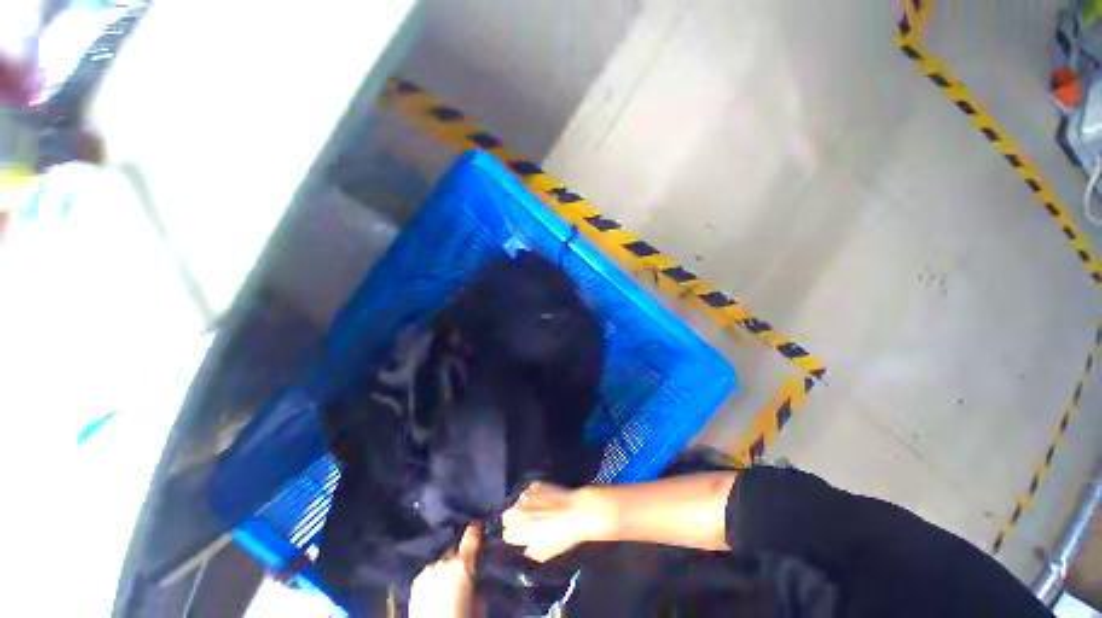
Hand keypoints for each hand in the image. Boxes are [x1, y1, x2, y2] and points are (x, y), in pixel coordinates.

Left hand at [409, 524, 483, 617]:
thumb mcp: (480, 600)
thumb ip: (477, 579)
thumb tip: (475, 572)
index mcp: (463, 563)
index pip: (472, 533)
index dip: (477, 528)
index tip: (481, 525)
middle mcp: (443, 561)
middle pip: (456, 547)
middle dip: (461, 553)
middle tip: (467, 565)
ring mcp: (427, 571)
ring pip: (442, 559)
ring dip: (447, 564)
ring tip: (451, 578)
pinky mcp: (415, 583)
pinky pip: (430, 571)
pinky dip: (436, 574)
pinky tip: (438, 586)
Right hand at [502, 482, 613, 561]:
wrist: (576, 511)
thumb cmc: (561, 536)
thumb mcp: (545, 553)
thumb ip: (531, 551)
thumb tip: (527, 548)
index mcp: (518, 530)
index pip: (506, 534)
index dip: (514, 536)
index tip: (521, 537)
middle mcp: (518, 511)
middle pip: (507, 515)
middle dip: (513, 520)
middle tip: (526, 524)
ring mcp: (527, 495)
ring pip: (517, 502)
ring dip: (523, 507)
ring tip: (535, 510)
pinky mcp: (536, 484)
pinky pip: (528, 490)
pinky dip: (533, 495)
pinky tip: (542, 499)